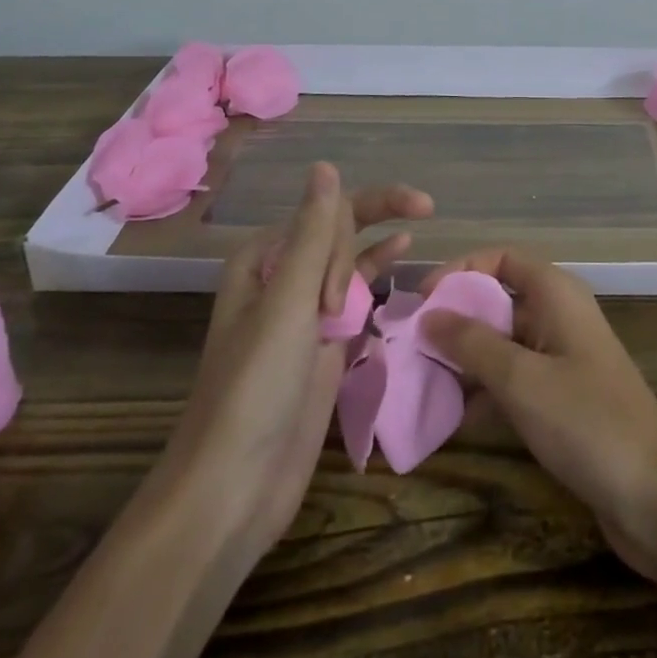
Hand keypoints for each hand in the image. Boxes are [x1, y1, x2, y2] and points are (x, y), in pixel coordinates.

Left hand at [160, 164, 432, 563]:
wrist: (232, 491)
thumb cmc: (254, 389)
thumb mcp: (287, 304)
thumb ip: (314, 235)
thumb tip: (326, 166)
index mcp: (263, 260)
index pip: (323, 215)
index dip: (346, 236)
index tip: (338, 300)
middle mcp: (283, 280)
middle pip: (339, 231)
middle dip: (373, 224)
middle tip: (424, 212)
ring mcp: (306, 315)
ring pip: (351, 261)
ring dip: (379, 244)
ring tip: (421, 220)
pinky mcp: (324, 348)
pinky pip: (359, 298)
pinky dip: (381, 278)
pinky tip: (403, 258)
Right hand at [420, 248, 656, 574]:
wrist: (655, 495)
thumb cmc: (586, 421)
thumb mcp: (521, 379)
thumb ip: (472, 343)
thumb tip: (429, 314)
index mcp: (556, 293)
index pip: (502, 257)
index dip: (461, 270)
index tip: (422, 299)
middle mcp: (560, 315)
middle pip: (500, 299)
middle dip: (457, 319)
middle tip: (412, 345)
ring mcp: (564, 357)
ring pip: (504, 342)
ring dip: (467, 359)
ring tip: (421, 382)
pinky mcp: (564, 397)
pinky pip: (516, 379)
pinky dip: (487, 390)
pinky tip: (453, 418)